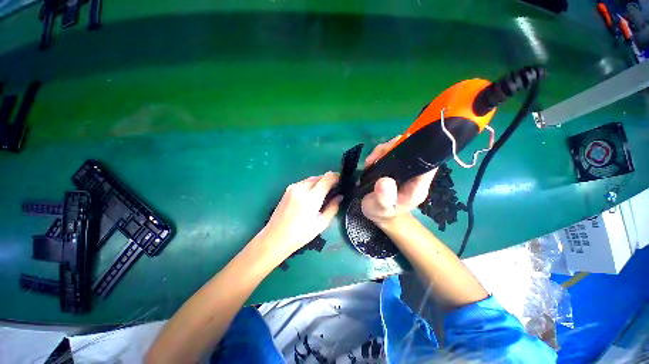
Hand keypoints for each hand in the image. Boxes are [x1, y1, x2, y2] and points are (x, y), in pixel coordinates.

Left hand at [261, 172, 342, 259]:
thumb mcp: (321, 224)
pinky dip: (310, 186)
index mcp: (311, 197)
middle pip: (319, 177)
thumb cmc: (300, 234)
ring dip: (319, 183)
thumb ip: (332, 207)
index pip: (328, 177)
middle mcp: (301, 187)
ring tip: (322, 196)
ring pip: (311, 179)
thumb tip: (339, 196)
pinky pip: (303, 183)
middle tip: (333, 192)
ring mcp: (293, 187)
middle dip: (328, 181)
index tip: (341, 182)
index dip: (337, 177)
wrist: (275, 238)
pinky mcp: (287, 189)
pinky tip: (310, 197)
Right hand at [361, 136, 436, 225]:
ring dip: (384, 150)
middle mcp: (414, 174)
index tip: (398, 149)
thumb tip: (385, 181)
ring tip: (370, 162)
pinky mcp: (394, 165)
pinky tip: (371, 162)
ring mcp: (404, 168)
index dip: (419, 151)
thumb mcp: (379, 209)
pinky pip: (390, 151)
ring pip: (400, 148)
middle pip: (412, 150)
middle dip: (393, 148)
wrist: (378, 212)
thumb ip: (383, 198)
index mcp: (417, 185)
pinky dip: (379, 153)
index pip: (428, 164)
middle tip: (375, 158)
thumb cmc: (381, 212)